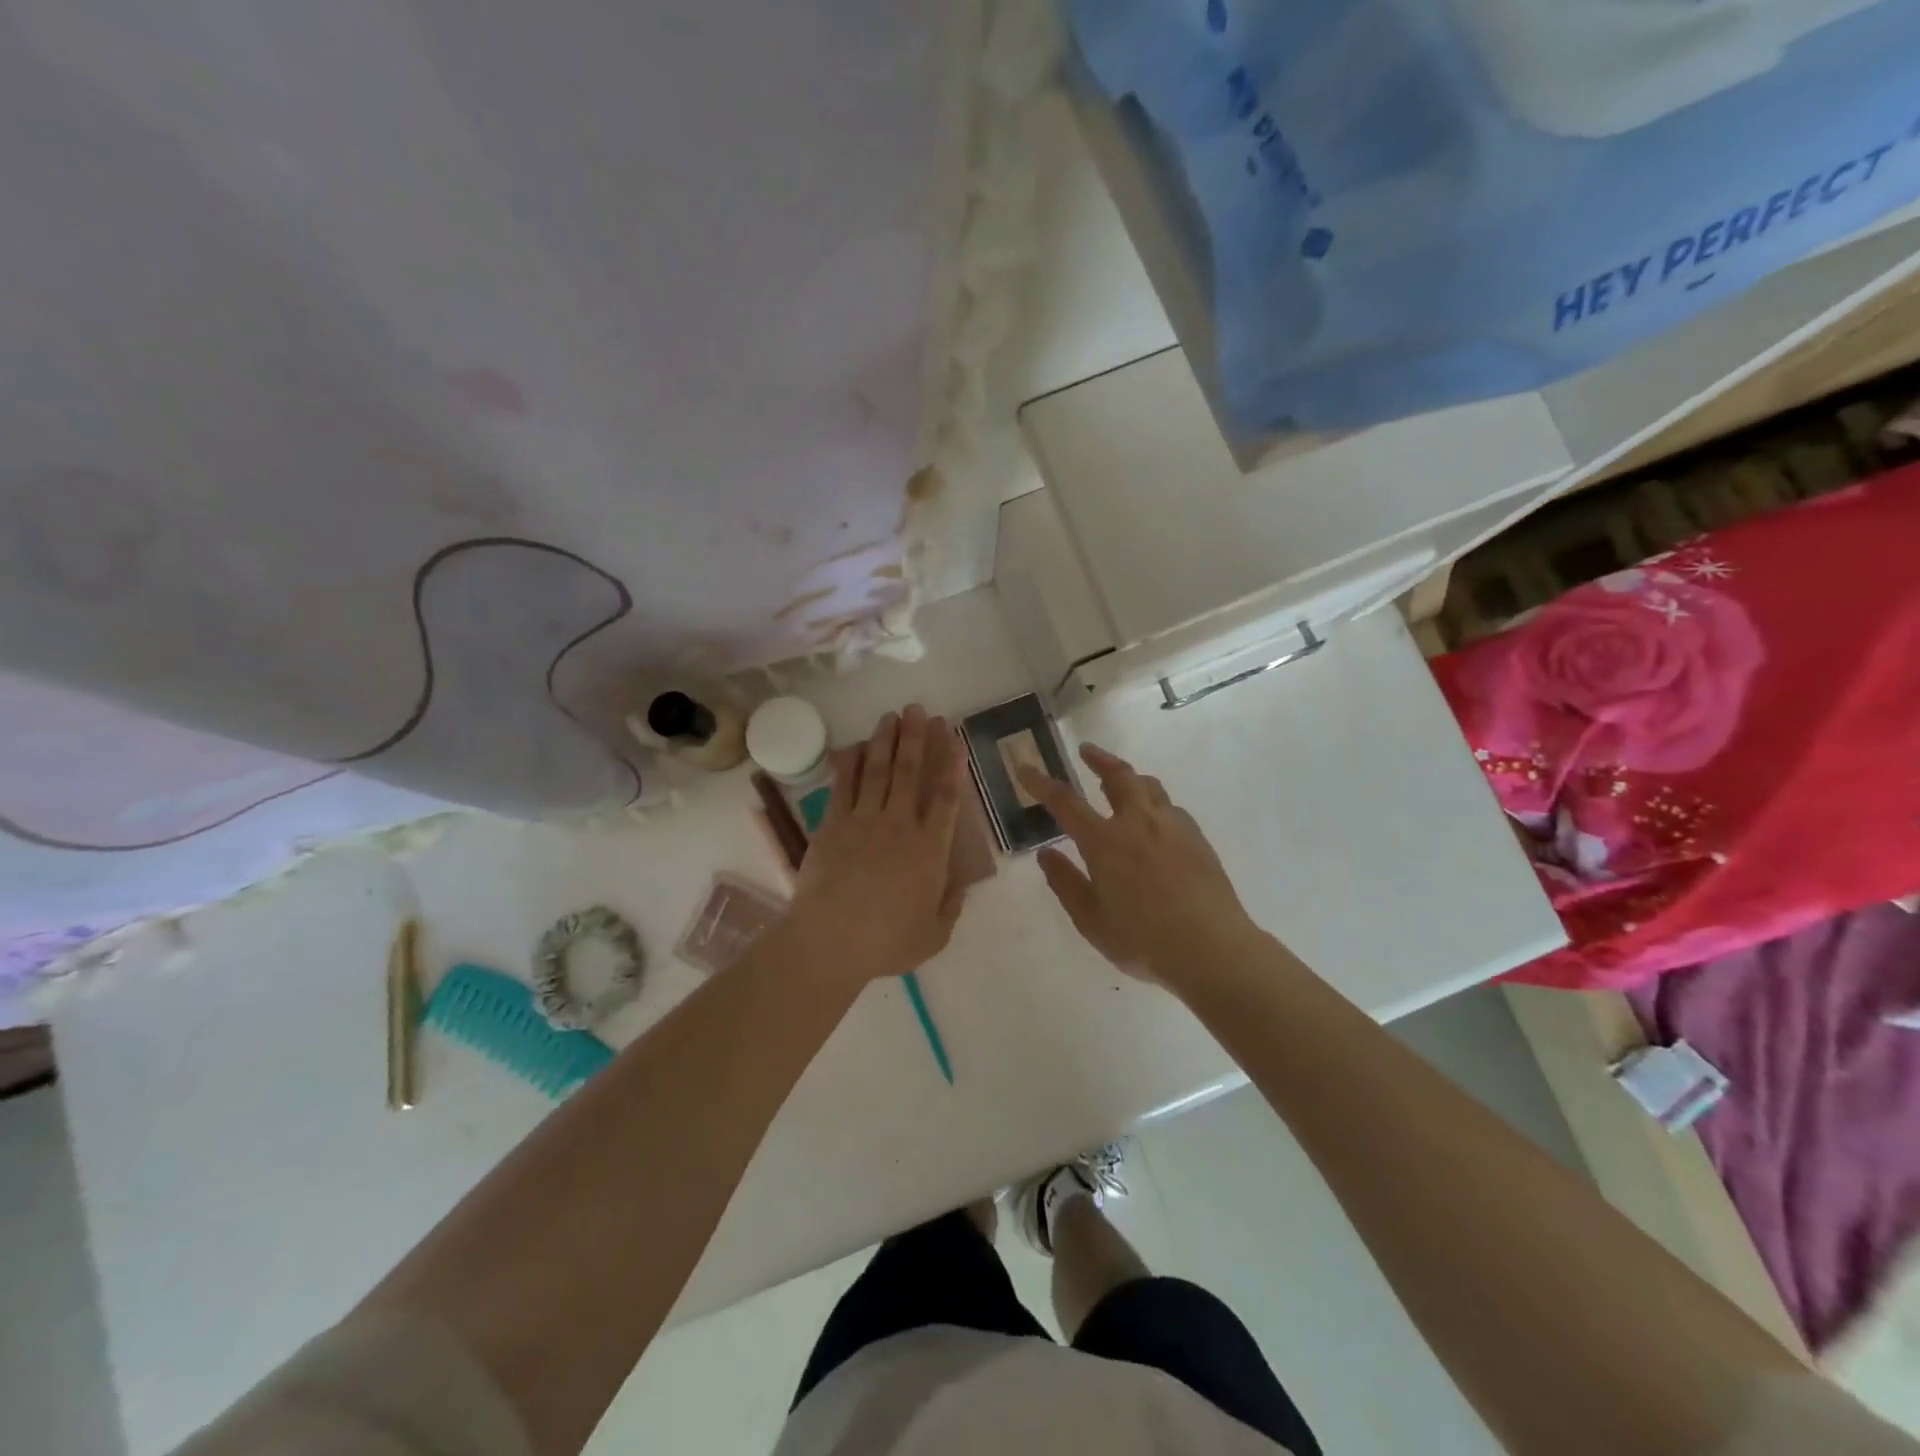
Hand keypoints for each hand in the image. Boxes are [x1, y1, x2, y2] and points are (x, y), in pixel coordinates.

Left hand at [787, 704, 965, 985]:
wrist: (829, 942)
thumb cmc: (885, 943)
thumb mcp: (934, 935)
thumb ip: (951, 905)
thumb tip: (961, 882)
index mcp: (930, 850)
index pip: (946, 797)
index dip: (952, 764)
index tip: (955, 738)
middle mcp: (900, 825)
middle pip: (910, 772)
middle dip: (917, 737)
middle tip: (920, 709)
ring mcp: (864, 821)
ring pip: (878, 770)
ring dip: (886, 740)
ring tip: (892, 715)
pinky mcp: (833, 824)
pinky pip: (844, 785)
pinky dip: (851, 762)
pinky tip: (855, 745)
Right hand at [1021, 743, 1257, 985]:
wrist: (1212, 949)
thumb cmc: (1143, 940)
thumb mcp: (1091, 920)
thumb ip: (1066, 883)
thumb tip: (1046, 854)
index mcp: (1105, 842)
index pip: (1065, 802)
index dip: (1041, 783)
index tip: (1025, 768)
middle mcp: (1138, 823)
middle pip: (1118, 776)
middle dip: (1099, 759)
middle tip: (1086, 751)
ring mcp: (1173, 827)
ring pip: (1150, 786)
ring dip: (1130, 777)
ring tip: (1122, 781)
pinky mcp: (1198, 839)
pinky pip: (1171, 809)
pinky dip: (1155, 805)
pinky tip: (1155, 823)